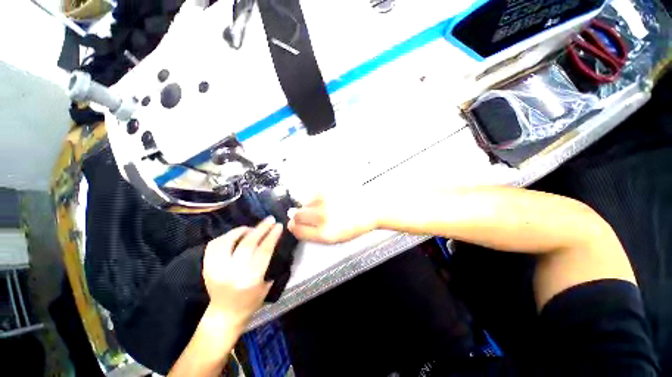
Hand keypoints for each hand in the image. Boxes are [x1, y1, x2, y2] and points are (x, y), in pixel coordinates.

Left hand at [202, 217, 283, 328]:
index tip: (279, 225)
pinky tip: (235, 236)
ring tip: (251, 228)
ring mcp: (216, 269)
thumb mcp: (267, 285)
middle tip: (270, 219)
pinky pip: (215, 244)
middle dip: (261, 228)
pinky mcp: (206, 267)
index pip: (263, 251)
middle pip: (248, 243)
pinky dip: (226, 236)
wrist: (225, 314)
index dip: (272, 236)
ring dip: (242, 230)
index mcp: (250, 279)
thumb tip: (273, 240)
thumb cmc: (251, 302)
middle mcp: (232, 272)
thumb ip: (270, 263)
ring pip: (228, 240)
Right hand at [288, 193, 378, 243]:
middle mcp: (323, 216)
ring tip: (326, 206)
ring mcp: (326, 200)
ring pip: (305, 202)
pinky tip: (330, 198)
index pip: (298, 230)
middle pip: (298, 215)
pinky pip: (314, 192)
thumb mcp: (335, 238)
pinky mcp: (329, 187)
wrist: (372, 209)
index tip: (294, 224)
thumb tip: (295, 225)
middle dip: (300, 216)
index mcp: (325, 234)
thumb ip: (313, 233)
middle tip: (311, 214)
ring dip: (311, 205)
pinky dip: (317, 196)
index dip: (294, 227)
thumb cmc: (355, 225)